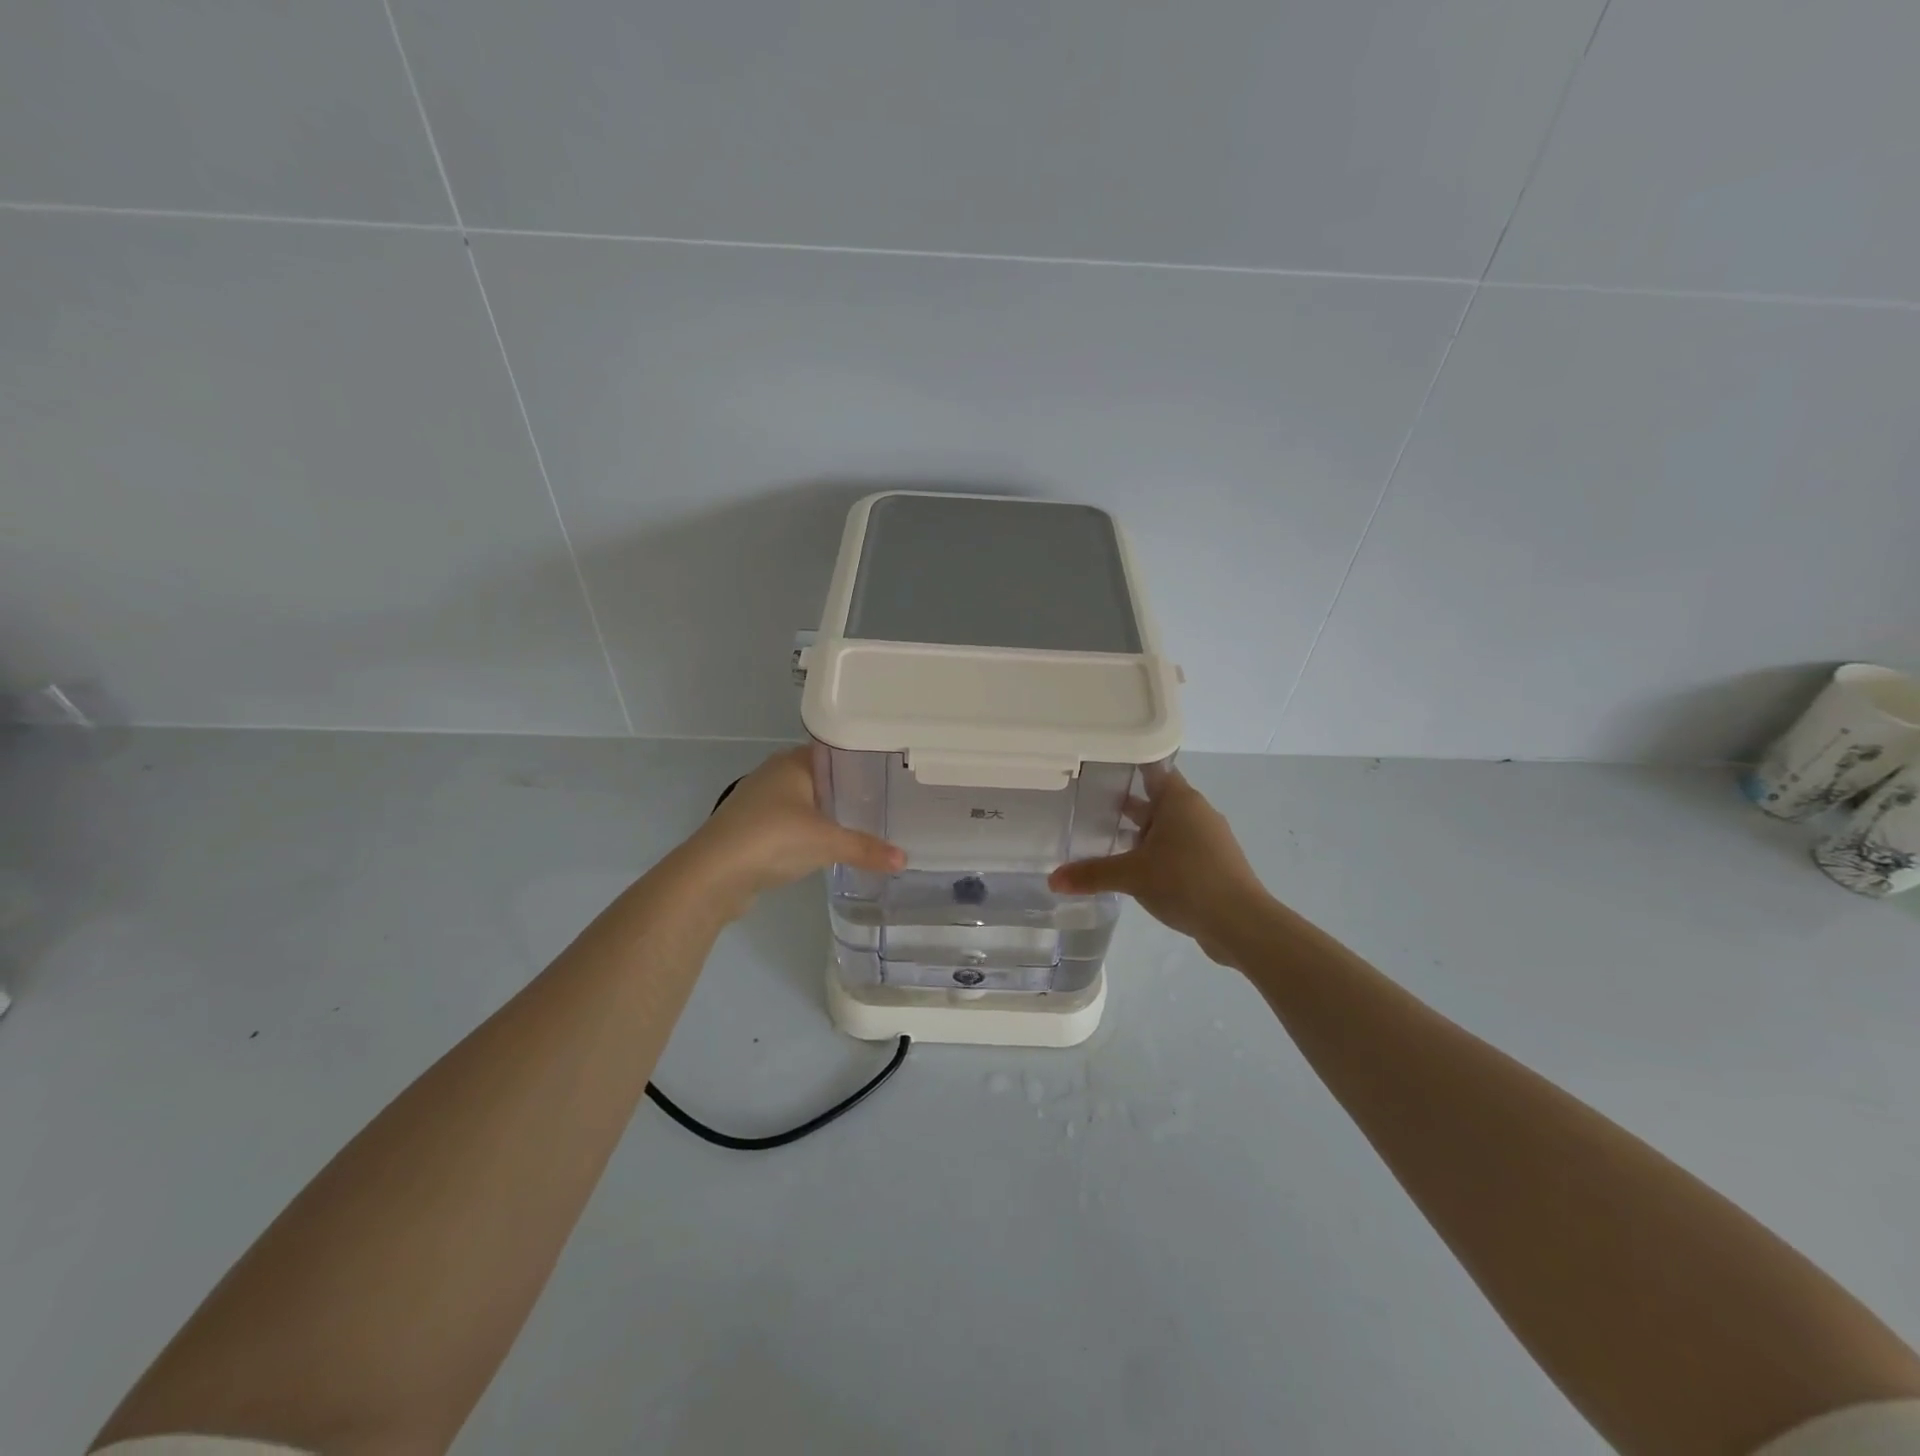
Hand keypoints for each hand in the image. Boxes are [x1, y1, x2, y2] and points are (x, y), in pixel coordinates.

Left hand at [681, 747, 903, 916]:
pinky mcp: (754, 828)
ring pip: (806, 800)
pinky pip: (792, 821)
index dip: (862, 759)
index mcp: (793, 763)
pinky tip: (830, 843)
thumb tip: (904, 859)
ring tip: (865, 821)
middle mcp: (776, 774)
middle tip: (886, 799)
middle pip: (822, 776)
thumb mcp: (826, 842)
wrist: (713, 874)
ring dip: (829, 810)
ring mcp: (761, 801)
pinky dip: (811, 829)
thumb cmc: (771, 840)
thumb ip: (866, 849)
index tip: (890, 772)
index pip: (835, 750)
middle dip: (850, 788)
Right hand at [1048, 769, 1274, 964]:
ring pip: (1167, 825)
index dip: (1125, 765)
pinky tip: (1136, 870)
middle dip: (1126, 802)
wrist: (1241, 923)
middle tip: (1090, 804)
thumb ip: (1092, 874)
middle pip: (1156, 798)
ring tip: (1107, 838)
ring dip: (1141, 831)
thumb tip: (1052, 880)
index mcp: (1179, 800)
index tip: (1098, 767)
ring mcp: (1208, 838)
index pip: (1150, 768)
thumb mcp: (1132, 876)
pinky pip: (1178, 848)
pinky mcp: (1213, 863)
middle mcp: (1195, 811)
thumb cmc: (1185, 882)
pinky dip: (1156, 852)